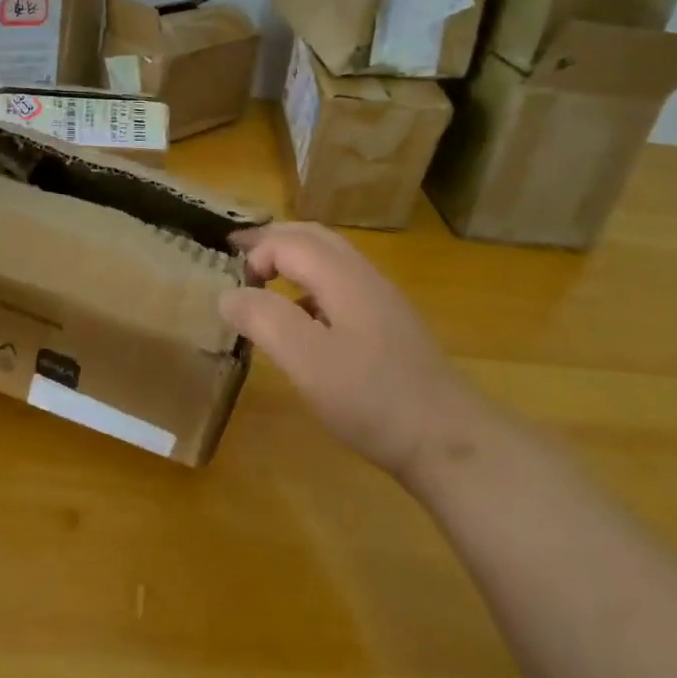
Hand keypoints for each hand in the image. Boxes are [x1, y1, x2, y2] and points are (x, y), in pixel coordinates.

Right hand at [220, 223, 472, 476]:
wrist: (448, 440)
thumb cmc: (371, 398)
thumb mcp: (306, 360)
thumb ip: (263, 319)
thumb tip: (229, 294)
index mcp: (343, 277)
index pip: (288, 242)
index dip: (255, 254)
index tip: (232, 287)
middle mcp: (364, 277)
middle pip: (313, 237)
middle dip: (272, 239)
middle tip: (236, 252)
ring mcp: (381, 300)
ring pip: (330, 259)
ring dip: (292, 257)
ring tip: (262, 278)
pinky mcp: (389, 325)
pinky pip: (341, 285)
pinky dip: (310, 284)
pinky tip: (302, 319)